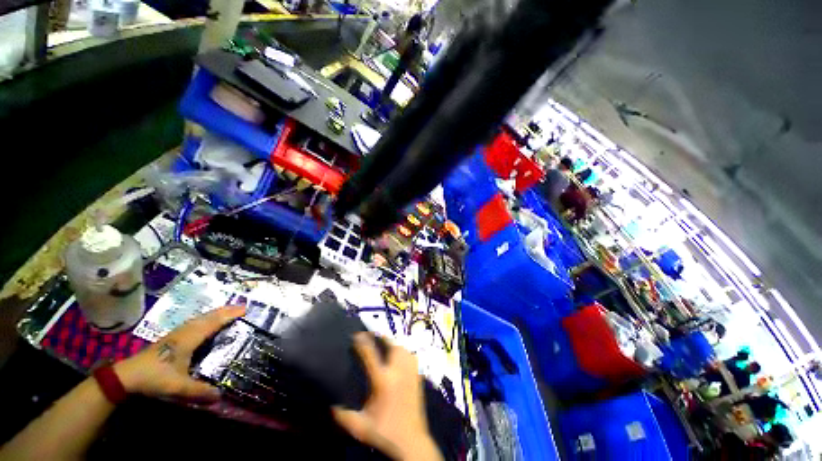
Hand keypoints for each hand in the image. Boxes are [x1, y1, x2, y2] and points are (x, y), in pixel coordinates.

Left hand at [114, 306, 245, 401]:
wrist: (127, 375)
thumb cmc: (155, 377)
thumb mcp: (178, 387)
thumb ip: (199, 391)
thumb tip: (221, 397)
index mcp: (189, 339)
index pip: (213, 322)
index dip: (229, 315)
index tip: (245, 309)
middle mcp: (185, 332)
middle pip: (208, 316)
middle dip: (226, 310)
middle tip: (242, 307)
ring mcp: (177, 333)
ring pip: (201, 317)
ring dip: (216, 312)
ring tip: (228, 311)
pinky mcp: (172, 337)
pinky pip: (195, 322)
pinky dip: (206, 318)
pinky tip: (206, 322)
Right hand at [332, 333, 441, 460]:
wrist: (411, 440)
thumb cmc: (384, 432)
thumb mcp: (360, 427)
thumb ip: (343, 417)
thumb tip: (330, 407)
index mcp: (382, 381)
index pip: (371, 355)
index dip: (363, 342)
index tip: (357, 334)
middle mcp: (397, 372)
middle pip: (391, 345)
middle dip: (381, 337)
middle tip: (372, 335)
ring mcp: (410, 373)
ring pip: (402, 348)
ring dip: (392, 343)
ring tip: (384, 342)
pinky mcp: (417, 376)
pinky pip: (411, 356)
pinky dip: (404, 351)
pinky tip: (399, 354)